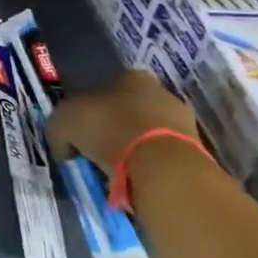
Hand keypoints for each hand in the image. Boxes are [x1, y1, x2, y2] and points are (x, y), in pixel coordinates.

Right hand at [47, 70, 198, 177]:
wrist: (160, 165)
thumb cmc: (108, 129)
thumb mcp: (63, 122)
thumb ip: (61, 129)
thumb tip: (65, 146)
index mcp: (130, 76)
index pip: (105, 88)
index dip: (89, 109)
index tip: (79, 131)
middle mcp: (160, 93)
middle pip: (129, 110)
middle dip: (113, 129)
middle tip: (95, 151)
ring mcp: (183, 123)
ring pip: (147, 135)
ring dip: (132, 150)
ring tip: (114, 172)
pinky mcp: (196, 153)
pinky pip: (161, 159)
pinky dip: (147, 169)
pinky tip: (133, 181)